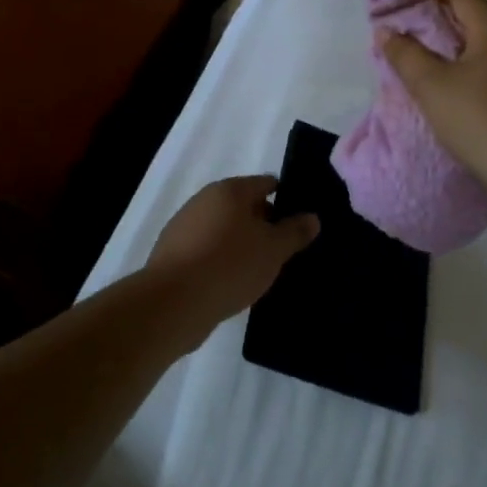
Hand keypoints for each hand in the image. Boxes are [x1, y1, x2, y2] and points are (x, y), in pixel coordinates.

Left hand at [144, 176, 318, 323]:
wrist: (173, 302)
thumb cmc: (230, 265)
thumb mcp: (273, 250)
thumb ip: (295, 232)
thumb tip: (312, 217)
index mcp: (230, 190)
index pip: (266, 183)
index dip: (286, 198)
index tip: (301, 219)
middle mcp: (205, 200)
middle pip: (243, 205)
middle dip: (264, 223)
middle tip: (285, 249)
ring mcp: (185, 226)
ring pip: (224, 229)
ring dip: (242, 244)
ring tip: (262, 269)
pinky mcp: (173, 254)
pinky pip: (207, 250)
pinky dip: (222, 260)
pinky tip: (233, 283)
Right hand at [378, 0, 486, 205]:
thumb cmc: (480, 120)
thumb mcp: (431, 86)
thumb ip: (405, 54)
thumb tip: (386, 30)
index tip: (400, 9)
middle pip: (473, 18)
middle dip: (437, 24)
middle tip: (406, 40)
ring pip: (484, 47)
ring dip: (454, 51)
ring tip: (425, 69)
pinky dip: (471, 73)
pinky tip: (455, 96)